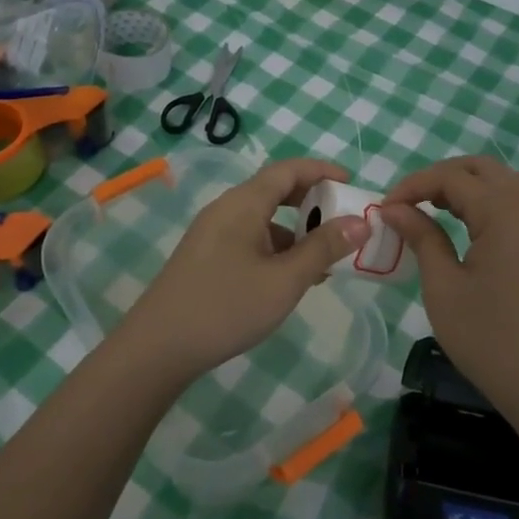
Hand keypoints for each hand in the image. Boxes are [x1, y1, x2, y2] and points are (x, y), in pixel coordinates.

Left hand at [119, 158, 368, 386]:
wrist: (158, 347)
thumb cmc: (227, 307)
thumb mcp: (285, 280)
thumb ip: (323, 248)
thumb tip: (360, 222)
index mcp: (243, 203)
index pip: (288, 170)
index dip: (322, 171)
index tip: (351, 183)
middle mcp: (226, 209)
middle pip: (274, 190)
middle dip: (312, 200)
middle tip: (343, 219)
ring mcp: (212, 233)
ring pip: (262, 218)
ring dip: (295, 230)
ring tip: (325, 258)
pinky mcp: (206, 257)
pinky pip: (249, 238)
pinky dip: (276, 247)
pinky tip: (291, 278)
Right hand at [379, 156, 518, 414]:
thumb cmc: (488, 337)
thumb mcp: (443, 286)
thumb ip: (421, 237)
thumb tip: (394, 208)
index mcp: (503, 213)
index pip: (452, 177)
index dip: (413, 185)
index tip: (384, 208)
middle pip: (482, 168)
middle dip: (441, 176)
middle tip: (409, 202)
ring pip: (502, 182)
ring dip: (465, 186)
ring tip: (432, 210)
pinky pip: (514, 204)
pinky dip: (485, 202)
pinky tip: (463, 227)